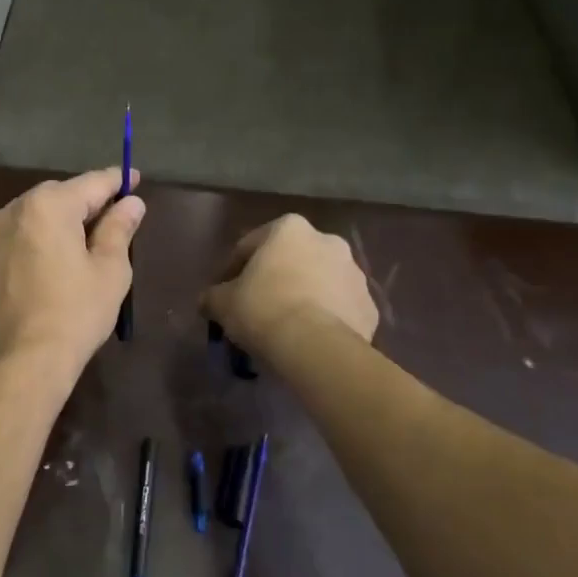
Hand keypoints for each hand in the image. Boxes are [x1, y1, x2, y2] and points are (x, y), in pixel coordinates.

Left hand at [0, 169, 145, 376]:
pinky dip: (30, 245)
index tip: (133, 179)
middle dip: (83, 204)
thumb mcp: (109, 271)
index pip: (91, 183)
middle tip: (109, 220)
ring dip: (54, 225)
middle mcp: (11, 211)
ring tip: (76, 246)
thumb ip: (119, 229)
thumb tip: (131, 203)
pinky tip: (44, 269)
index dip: (117, 181)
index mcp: (48, 206)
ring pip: (30, 219)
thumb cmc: (74, 314)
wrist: (18, 364)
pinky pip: (11, 242)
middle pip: (57, 197)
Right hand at [201, 215, 378, 359]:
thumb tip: (208, 301)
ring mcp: (354, 273)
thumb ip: (213, 296)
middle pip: (290, 260)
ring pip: (319, 283)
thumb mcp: (222, 302)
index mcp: (289, 229)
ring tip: (285, 326)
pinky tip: (309, 339)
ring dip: (303, 296)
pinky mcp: (369, 306)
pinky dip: (325, 318)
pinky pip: (339, 309)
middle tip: (256, 308)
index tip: (223, 294)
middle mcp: (327, 240)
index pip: (249, 246)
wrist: (316, 347)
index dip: (232, 271)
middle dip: (275, 280)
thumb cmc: (263, 310)